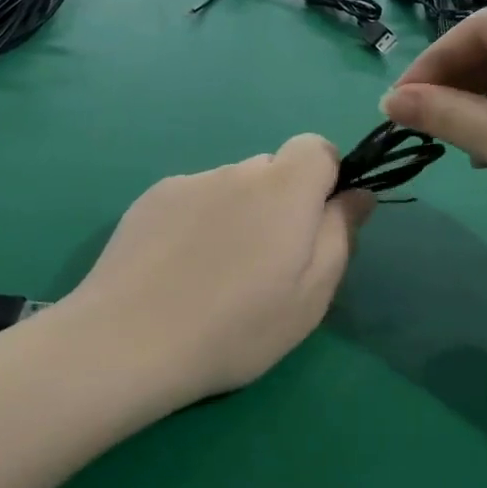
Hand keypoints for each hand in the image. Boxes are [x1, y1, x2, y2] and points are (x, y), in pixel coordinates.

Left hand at [64, 136, 372, 404]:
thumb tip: (358, 194)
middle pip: (273, 168)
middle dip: (282, 202)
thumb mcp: (311, 296)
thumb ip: (340, 234)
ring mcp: (189, 181)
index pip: (317, 147)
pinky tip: (179, 267)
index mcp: (284, 188)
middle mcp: (237, 170)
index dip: (326, 178)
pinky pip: (194, 197)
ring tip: (216, 272)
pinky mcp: (151, 198)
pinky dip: (199, 220)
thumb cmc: (236, 327)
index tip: (316, 223)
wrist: (128, 340)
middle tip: (267, 263)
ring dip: (239, 212)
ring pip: (232, 185)